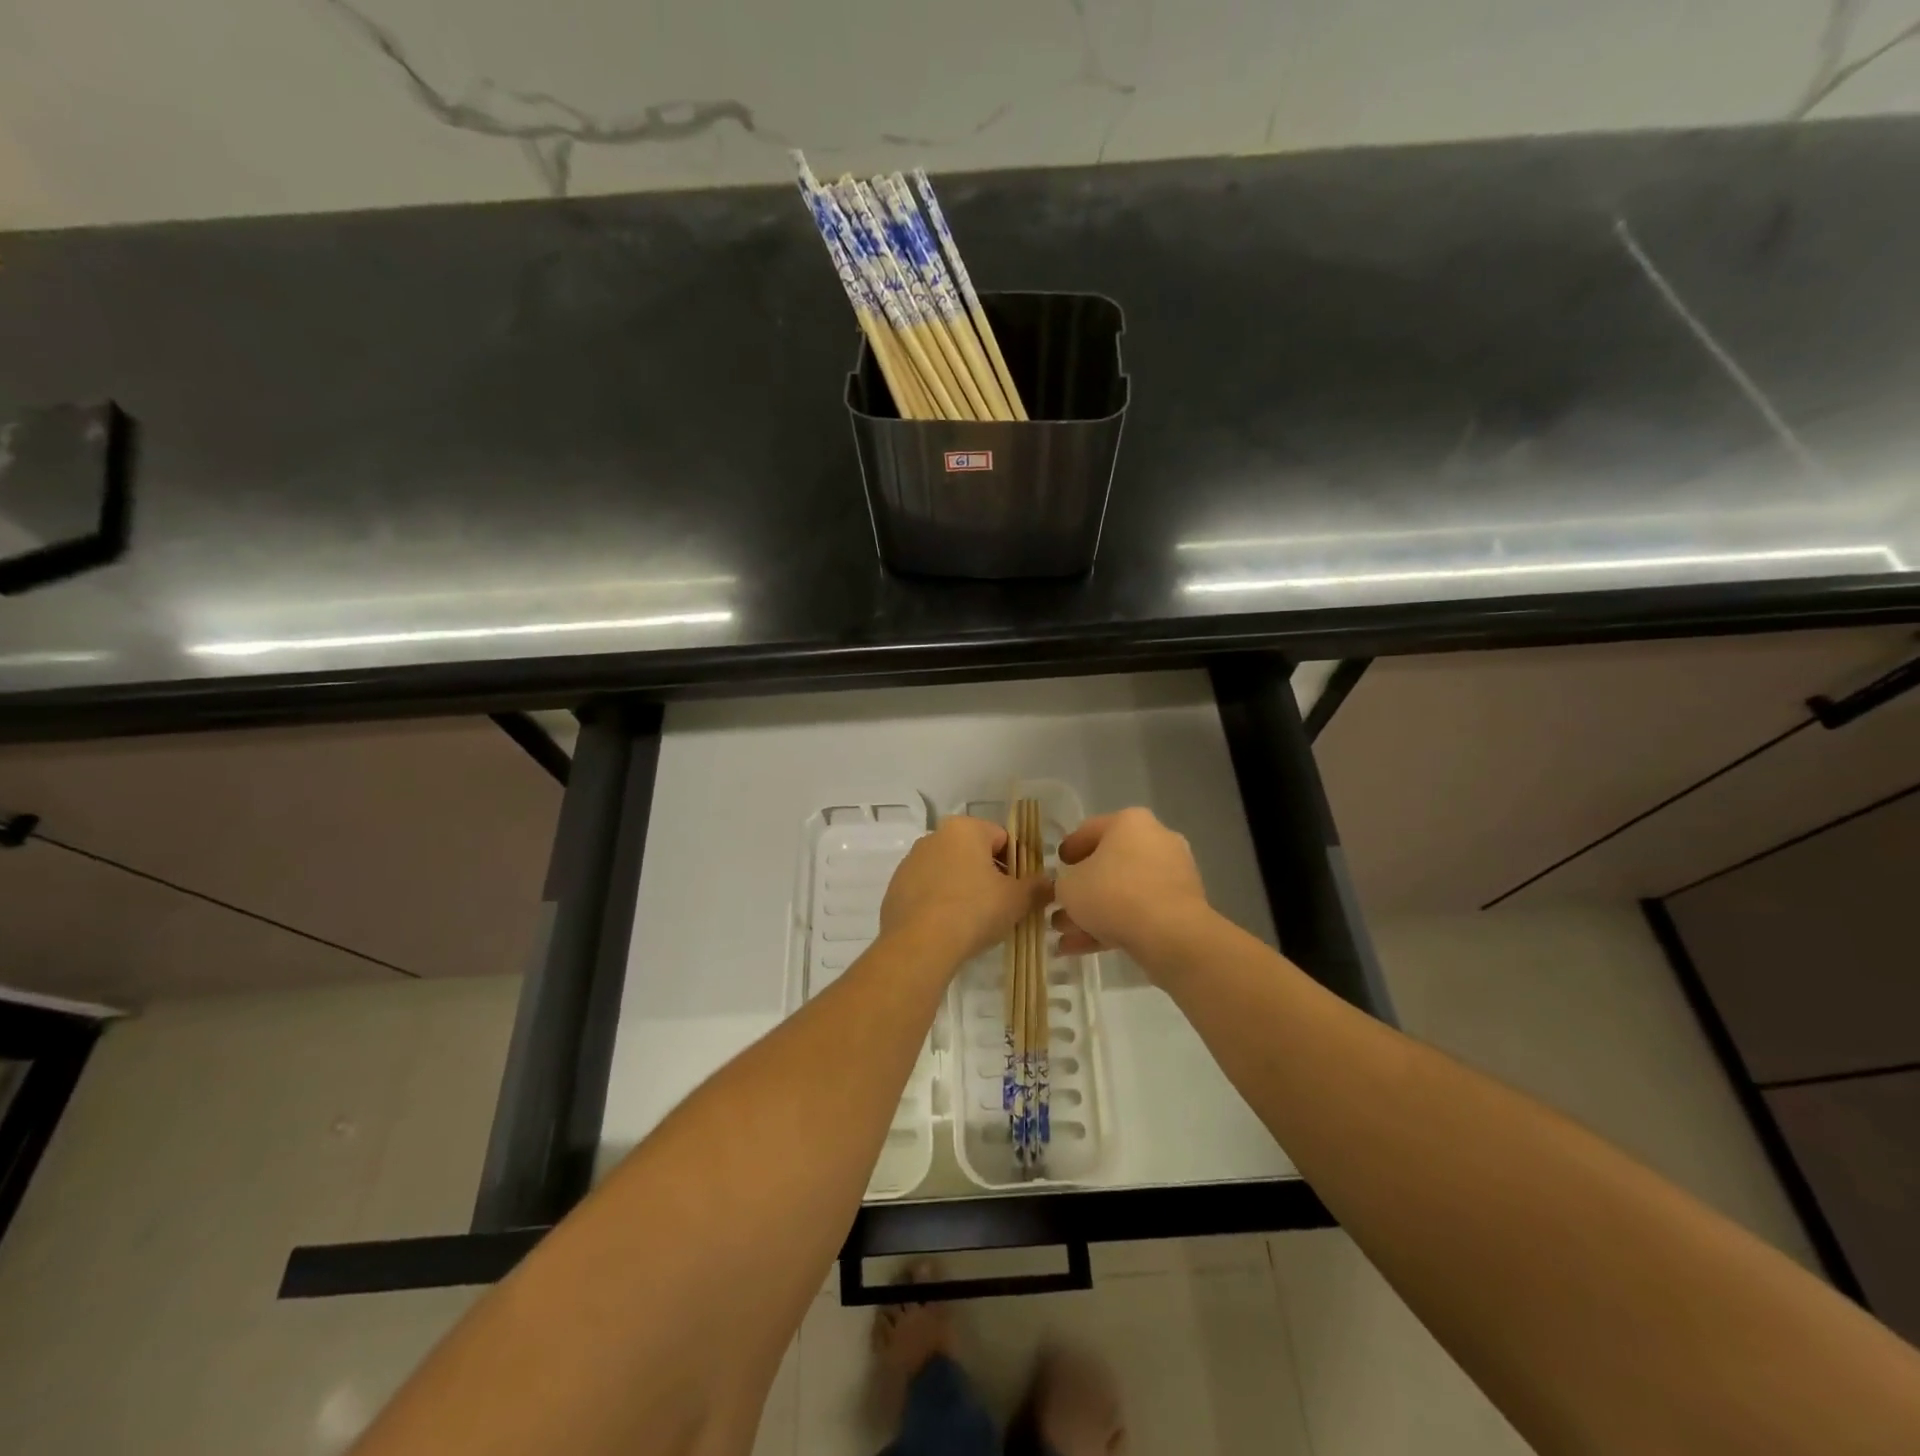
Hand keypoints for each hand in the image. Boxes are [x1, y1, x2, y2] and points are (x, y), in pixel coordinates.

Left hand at [880, 816, 1050, 967]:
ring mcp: (910, 862)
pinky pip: (928, 891)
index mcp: (964, 829)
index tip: (1021, 890)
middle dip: (989, 875)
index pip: (1002, 838)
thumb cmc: (974, 910)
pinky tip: (949, 928)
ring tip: (975, 921)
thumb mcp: (1017, 900)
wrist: (919, 945)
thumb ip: (1037, 887)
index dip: (1018, 863)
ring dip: (964, 888)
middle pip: (973, 853)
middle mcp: (934, 836)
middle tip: (1002, 906)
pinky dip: (941, 903)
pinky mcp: (895, 888)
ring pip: (949, 871)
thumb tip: (1048, 883)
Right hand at [1052, 808, 1211, 963]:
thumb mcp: (1070, 886)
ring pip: (1123, 892)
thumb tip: (1071, 889)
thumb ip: (1063, 884)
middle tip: (1060, 905)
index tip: (1056, 866)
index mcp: (1130, 822)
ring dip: (1094, 912)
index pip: (1089, 830)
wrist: (1171, 934)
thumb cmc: (1113, 894)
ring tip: (1065, 934)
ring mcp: (1172, 873)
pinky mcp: (1181, 906)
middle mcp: (1156, 840)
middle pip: (1109, 864)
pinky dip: (1114, 925)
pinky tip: (1083, 947)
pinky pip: (1140, 911)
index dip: (1068, 850)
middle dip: (1082, 889)